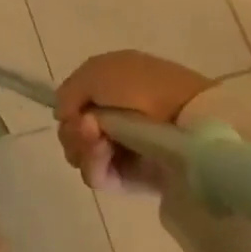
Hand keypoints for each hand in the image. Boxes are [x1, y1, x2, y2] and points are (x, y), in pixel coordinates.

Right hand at [55, 51, 213, 195]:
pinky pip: (98, 176)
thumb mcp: (96, 72)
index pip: (73, 105)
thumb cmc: (142, 86)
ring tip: (98, 141)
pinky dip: (93, 164)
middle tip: (86, 128)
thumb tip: (62, 116)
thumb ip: (69, 92)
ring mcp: (121, 149)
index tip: (74, 112)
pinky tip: (101, 152)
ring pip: (81, 154)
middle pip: (73, 131)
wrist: (187, 119)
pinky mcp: (130, 179)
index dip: (68, 109)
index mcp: (108, 88)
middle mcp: (112, 118)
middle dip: (73, 130)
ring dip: (82, 147)